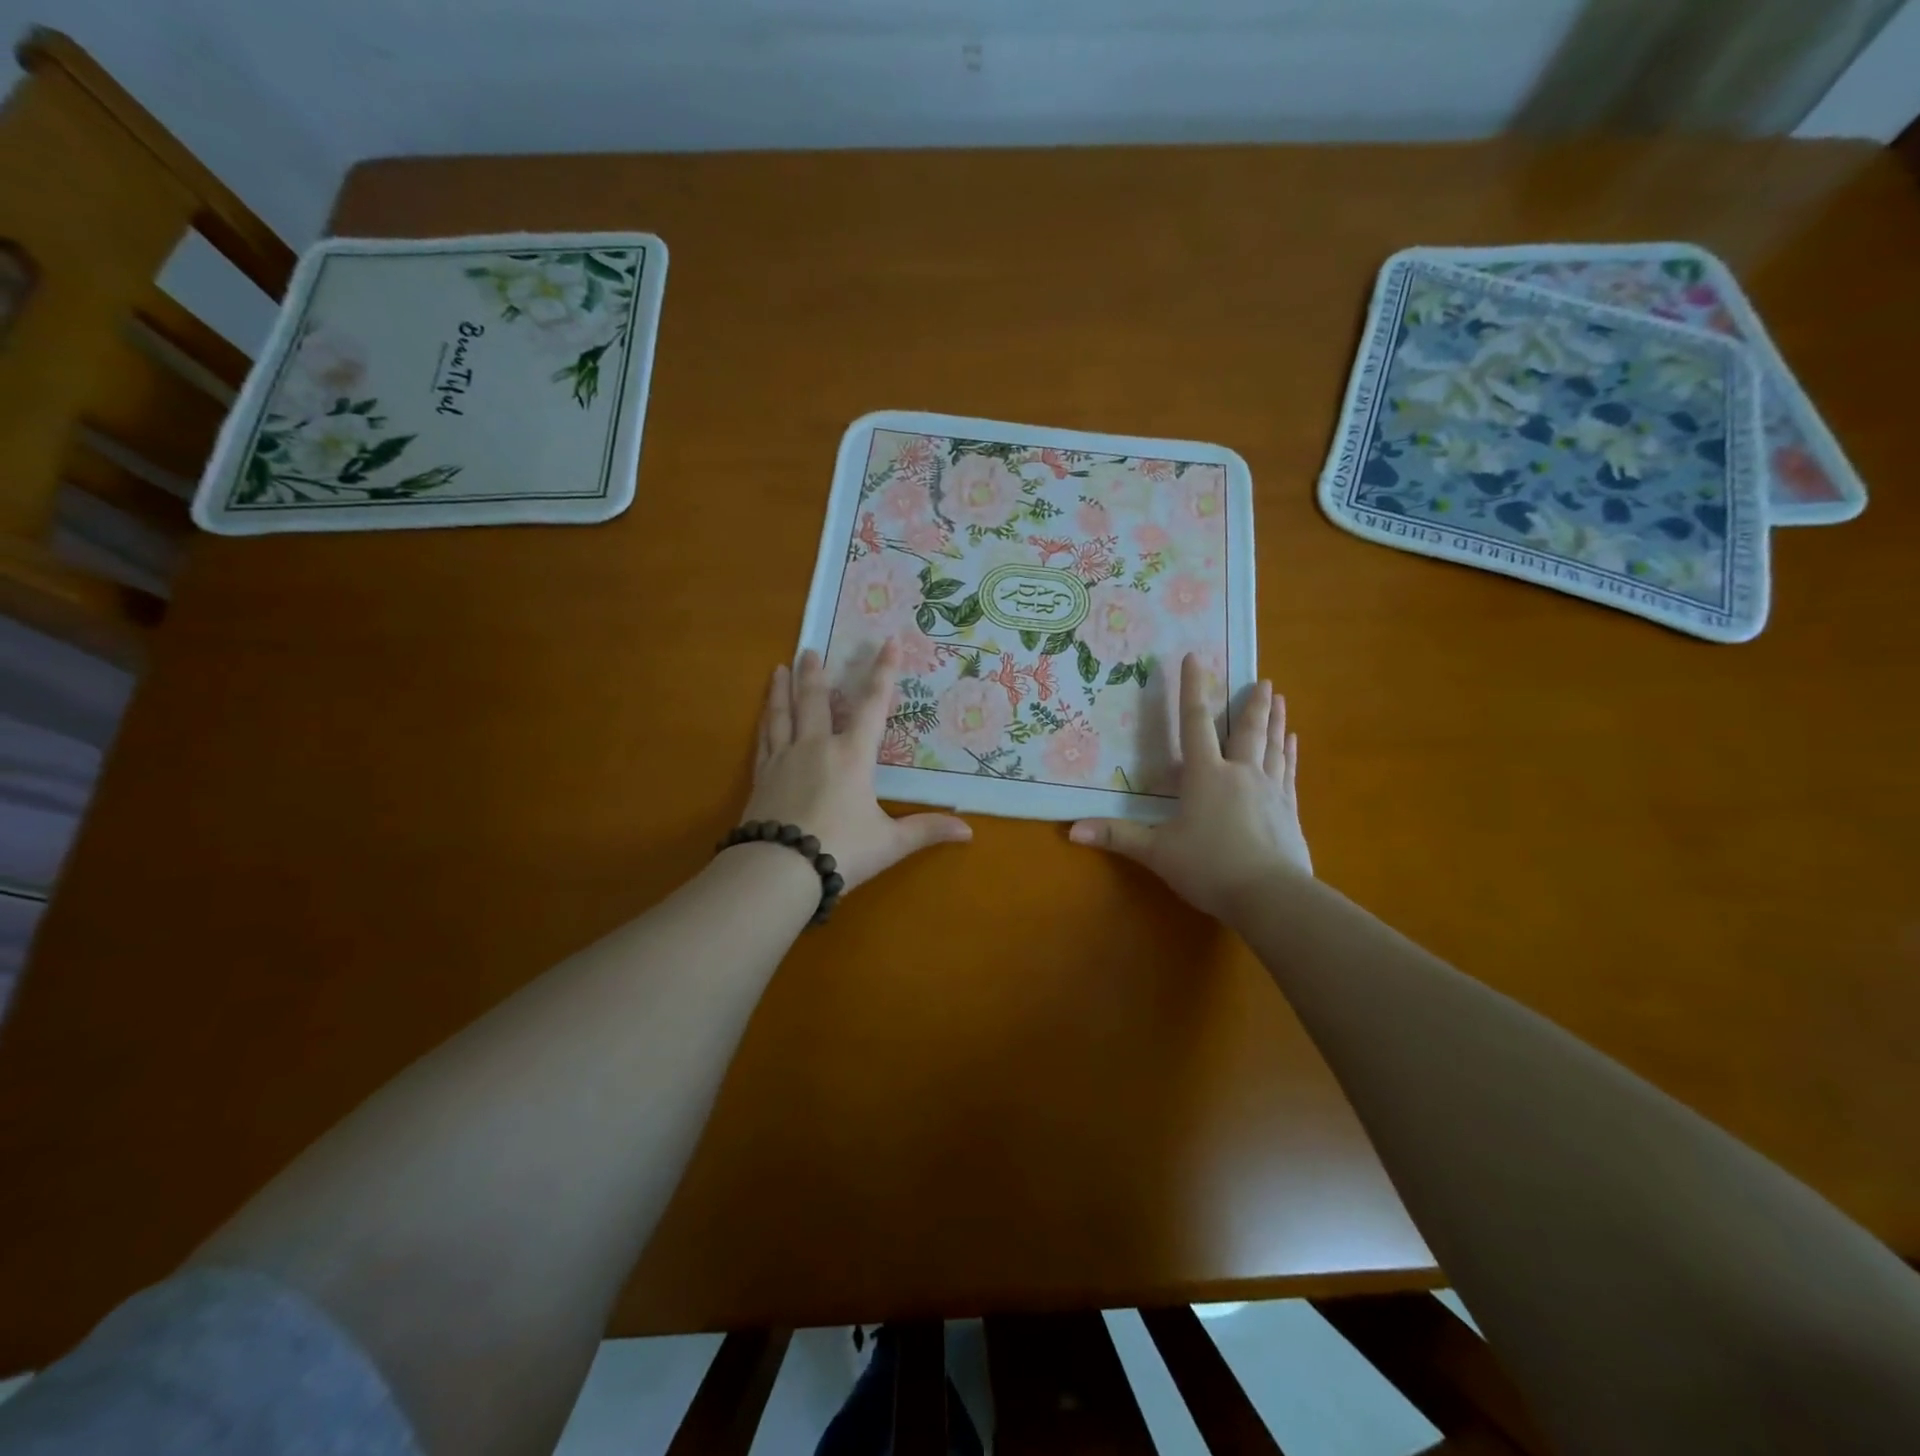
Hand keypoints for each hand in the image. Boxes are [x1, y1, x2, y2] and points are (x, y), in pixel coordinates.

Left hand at [743, 641, 971, 892]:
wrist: (779, 869)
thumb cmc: (842, 850)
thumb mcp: (889, 842)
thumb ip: (926, 830)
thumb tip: (968, 830)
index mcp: (852, 756)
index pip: (873, 706)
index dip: (883, 673)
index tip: (888, 642)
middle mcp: (816, 747)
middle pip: (815, 701)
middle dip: (816, 674)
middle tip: (810, 650)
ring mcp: (784, 760)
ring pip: (783, 714)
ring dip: (783, 690)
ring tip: (780, 668)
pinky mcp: (761, 778)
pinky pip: (764, 740)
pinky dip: (765, 722)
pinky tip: (763, 717)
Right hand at [1069, 653, 1309, 920]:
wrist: (1271, 897)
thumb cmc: (1209, 867)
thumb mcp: (1157, 852)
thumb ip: (1118, 836)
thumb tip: (1072, 830)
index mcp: (1207, 776)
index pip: (1195, 724)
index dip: (1192, 689)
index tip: (1196, 657)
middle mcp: (1240, 774)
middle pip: (1247, 730)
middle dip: (1251, 702)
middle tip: (1262, 678)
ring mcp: (1269, 791)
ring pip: (1272, 746)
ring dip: (1275, 721)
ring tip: (1279, 699)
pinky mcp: (1288, 811)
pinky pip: (1288, 772)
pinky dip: (1288, 754)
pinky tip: (1292, 743)